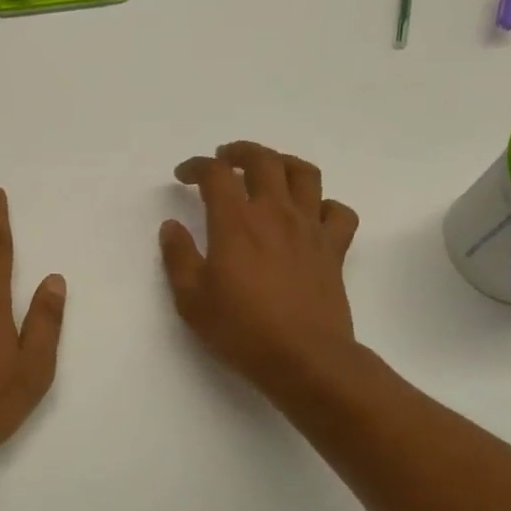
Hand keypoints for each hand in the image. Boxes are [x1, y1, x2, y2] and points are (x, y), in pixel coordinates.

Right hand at [160, 142, 360, 394]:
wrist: (303, 358)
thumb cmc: (241, 329)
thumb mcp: (191, 299)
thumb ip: (178, 257)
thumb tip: (172, 226)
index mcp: (236, 222)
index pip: (216, 173)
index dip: (197, 166)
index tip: (184, 175)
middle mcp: (274, 213)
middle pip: (263, 160)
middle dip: (239, 152)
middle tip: (225, 159)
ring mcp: (309, 228)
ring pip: (304, 173)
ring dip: (283, 163)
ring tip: (268, 171)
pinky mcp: (334, 249)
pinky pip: (339, 212)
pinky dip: (325, 205)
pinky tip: (310, 215)